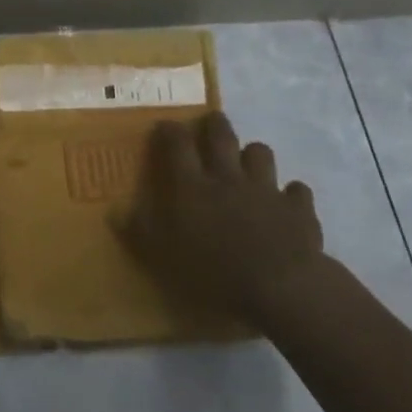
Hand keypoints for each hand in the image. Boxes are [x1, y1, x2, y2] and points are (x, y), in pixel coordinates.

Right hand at [117, 111, 326, 323]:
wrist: (280, 287)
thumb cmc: (213, 272)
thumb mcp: (163, 257)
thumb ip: (139, 230)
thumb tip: (114, 209)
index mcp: (193, 186)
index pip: (177, 144)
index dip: (170, 130)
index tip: (164, 126)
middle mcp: (228, 177)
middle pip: (221, 136)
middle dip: (214, 124)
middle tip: (209, 123)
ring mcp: (266, 189)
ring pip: (260, 153)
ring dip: (253, 154)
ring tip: (248, 163)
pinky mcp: (298, 208)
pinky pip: (297, 191)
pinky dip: (291, 194)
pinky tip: (288, 204)